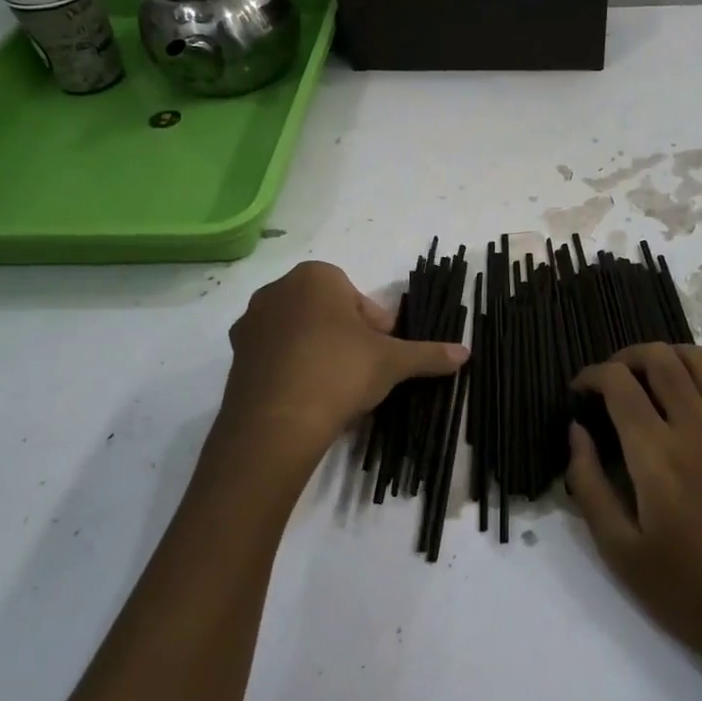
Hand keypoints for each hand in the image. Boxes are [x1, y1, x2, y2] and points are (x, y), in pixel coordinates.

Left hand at [214, 261, 466, 496]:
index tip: (382, 353)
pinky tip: (307, 398)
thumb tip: (466, 352)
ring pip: (299, 332)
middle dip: (347, 337)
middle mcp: (277, 290)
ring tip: (335, 388)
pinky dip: (292, 369)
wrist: (276, 423)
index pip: (356, 296)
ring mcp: (251, 323)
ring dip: (319, 352)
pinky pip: (275, 355)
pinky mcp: (235, 356)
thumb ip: (428, 353)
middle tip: (362, 371)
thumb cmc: (339, 372)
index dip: (375, 327)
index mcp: (315, 277)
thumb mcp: (392, 362)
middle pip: (327, 311)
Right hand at [567, 345, 701, 692]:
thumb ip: (589, 484)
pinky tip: (682, 415)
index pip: (619, 382)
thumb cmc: (691, 594)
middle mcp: (697, 427)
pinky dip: (694, 381)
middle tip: (609, 381)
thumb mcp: (621, 552)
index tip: (578, 392)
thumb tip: (577, 432)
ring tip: (647, 381)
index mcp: (658, 453)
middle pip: (660, 357)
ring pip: (700, 361)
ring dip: (666, 356)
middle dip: (625, 356)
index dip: (591, 375)